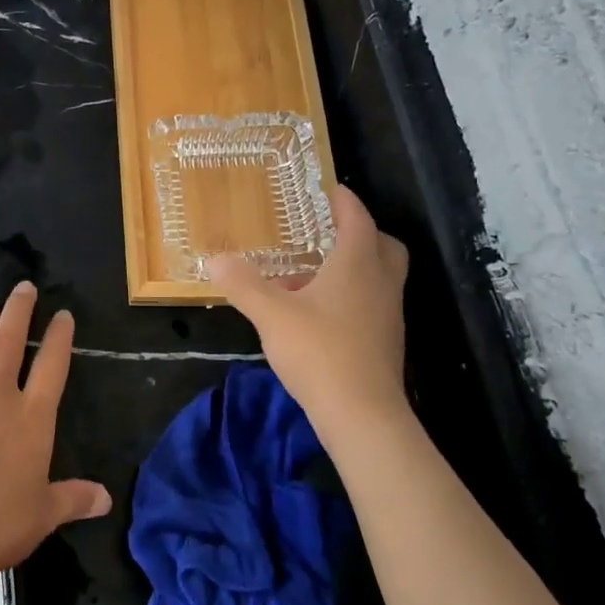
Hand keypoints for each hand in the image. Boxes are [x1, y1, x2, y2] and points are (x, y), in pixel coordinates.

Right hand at [208, 185, 411, 447]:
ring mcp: (388, 314)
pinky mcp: (385, 342)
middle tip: (327, 232)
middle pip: (382, 245)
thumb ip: (243, 284)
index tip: (329, 190)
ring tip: (311, 276)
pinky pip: (371, 304)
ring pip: (378, 277)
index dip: (344, 201)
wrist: (362, 414)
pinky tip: (317, 315)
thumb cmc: (319, 351)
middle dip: (359, 233)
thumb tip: (216, 259)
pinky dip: (351, 297)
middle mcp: (381, 283)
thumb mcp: (271, 314)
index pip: (357, 218)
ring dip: (352, 268)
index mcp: (358, 264)